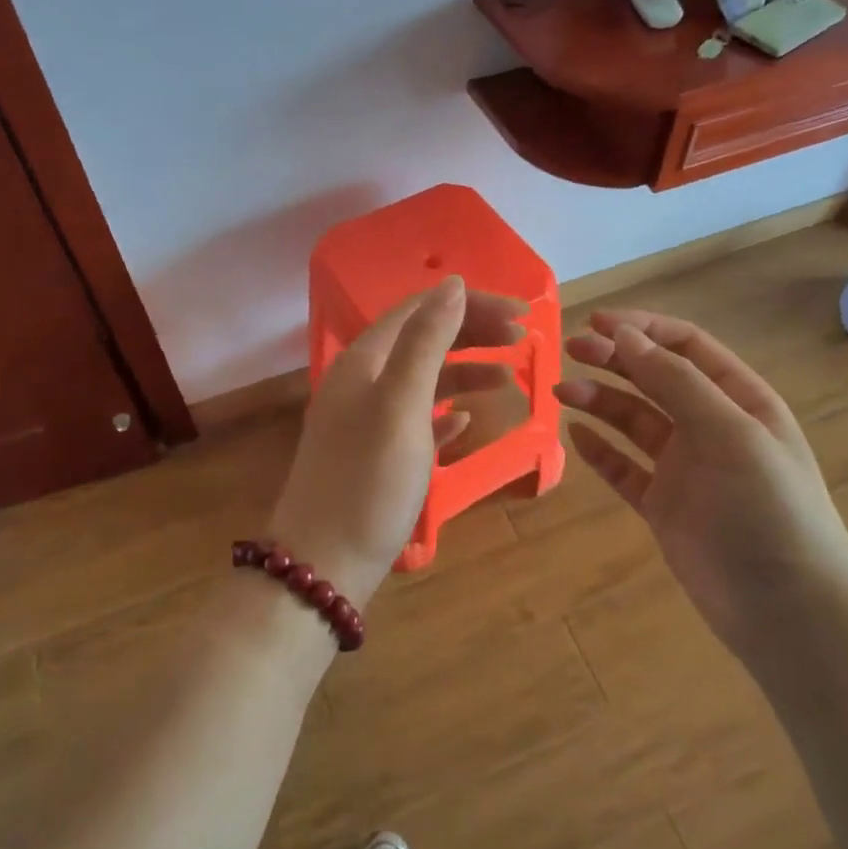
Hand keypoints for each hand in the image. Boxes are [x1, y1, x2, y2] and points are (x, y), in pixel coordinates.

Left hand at [269, 277, 523, 607]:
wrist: (323, 564)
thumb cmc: (368, 480)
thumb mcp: (401, 404)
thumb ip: (426, 342)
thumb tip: (451, 284)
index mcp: (364, 360)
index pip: (421, 309)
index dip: (471, 304)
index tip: (522, 314)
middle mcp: (361, 381)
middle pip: (422, 340)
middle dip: (473, 334)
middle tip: (524, 342)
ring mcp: (366, 420)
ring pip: (423, 380)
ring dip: (465, 373)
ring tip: (509, 383)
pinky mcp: (375, 456)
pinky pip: (416, 420)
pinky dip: (444, 413)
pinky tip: (466, 422)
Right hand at [554, 310, 847, 651]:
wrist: (787, 610)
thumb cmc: (768, 510)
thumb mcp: (730, 433)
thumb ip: (676, 381)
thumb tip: (625, 336)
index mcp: (739, 399)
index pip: (686, 346)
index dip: (642, 329)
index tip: (595, 323)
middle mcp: (711, 426)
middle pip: (655, 378)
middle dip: (614, 359)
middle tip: (569, 352)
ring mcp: (686, 467)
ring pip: (634, 421)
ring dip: (600, 401)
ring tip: (562, 392)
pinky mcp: (664, 506)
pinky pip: (624, 469)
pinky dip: (600, 451)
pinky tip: (575, 436)